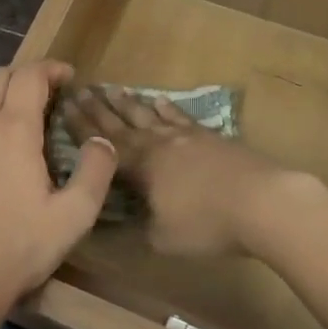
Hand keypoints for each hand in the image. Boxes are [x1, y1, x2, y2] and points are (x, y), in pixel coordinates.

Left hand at [0, 61, 115, 323]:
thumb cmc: (18, 250)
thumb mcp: (74, 216)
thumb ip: (95, 172)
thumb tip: (102, 141)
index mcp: (14, 129)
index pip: (30, 76)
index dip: (51, 69)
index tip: (68, 77)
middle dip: (25, 76)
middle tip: (44, 94)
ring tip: (2, 102)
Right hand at [60, 89, 277, 256]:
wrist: (263, 201)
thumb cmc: (207, 223)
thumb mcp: (162, 238)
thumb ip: (137, 228)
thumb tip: (118, 224)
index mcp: (140, 165)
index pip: (102, 143)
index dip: (81, 126)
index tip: (64, 106)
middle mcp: (158, 143)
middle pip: (122, 122)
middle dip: (99, 108)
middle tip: (82, 89)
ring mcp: (186, 136)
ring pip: (149, 114)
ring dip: (129, 103)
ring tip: (113, 89)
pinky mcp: (211, 136)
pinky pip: (179, 116)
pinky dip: (166, 108)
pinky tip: (159, 100)